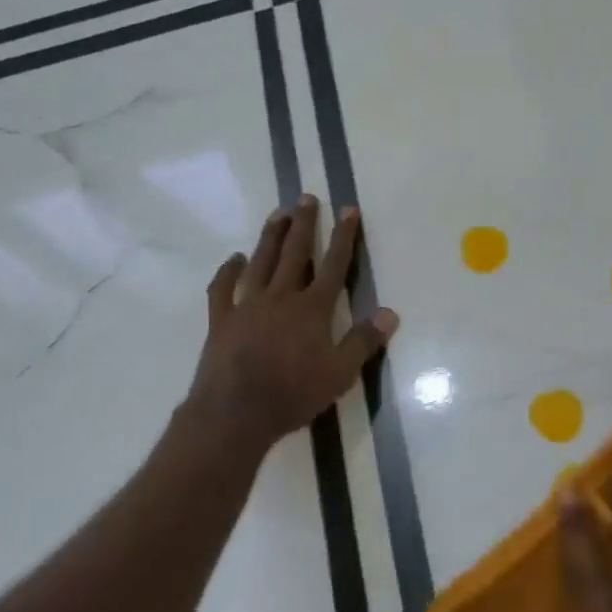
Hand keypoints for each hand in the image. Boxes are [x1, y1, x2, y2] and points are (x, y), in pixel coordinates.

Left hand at [185, 195, 398, 450]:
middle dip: (303, 224)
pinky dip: (229, 271)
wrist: (235, 413)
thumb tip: (390, 313)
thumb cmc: (293, 394)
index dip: (344, 237)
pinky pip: (223, 288)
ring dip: (270, 236)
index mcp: (312, 309)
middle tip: (306, 197)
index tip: (348, 210)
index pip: (334, 265)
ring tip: (278, 214)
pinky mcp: (222, 320)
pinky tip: (234, 259)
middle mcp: (280, 297)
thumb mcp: (340, 373)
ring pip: (261, 261)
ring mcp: (247, 305)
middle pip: (294, 253)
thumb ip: (364, 341)